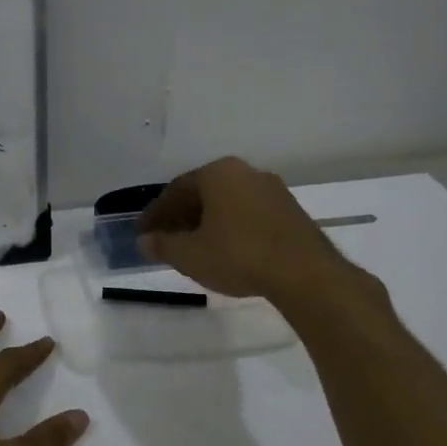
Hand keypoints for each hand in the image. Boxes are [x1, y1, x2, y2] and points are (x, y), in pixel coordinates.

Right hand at [138, 156, 380, 309]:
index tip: (143, 233)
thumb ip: (163, 245)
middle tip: (166, 240)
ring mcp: (273, 190)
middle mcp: (246, 172)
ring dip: (207, 223)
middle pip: (204, 193)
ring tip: (194, 248)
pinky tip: (226, 250)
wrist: (304, 272)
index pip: (176, 189)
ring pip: (228, 203)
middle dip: (182, 217)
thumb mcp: (190, 255)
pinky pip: (249, 215)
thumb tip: (145, 241)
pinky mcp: (291, 212)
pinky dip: (231, 229)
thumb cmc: (238, 255)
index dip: (156, 214)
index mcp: (218, 173)